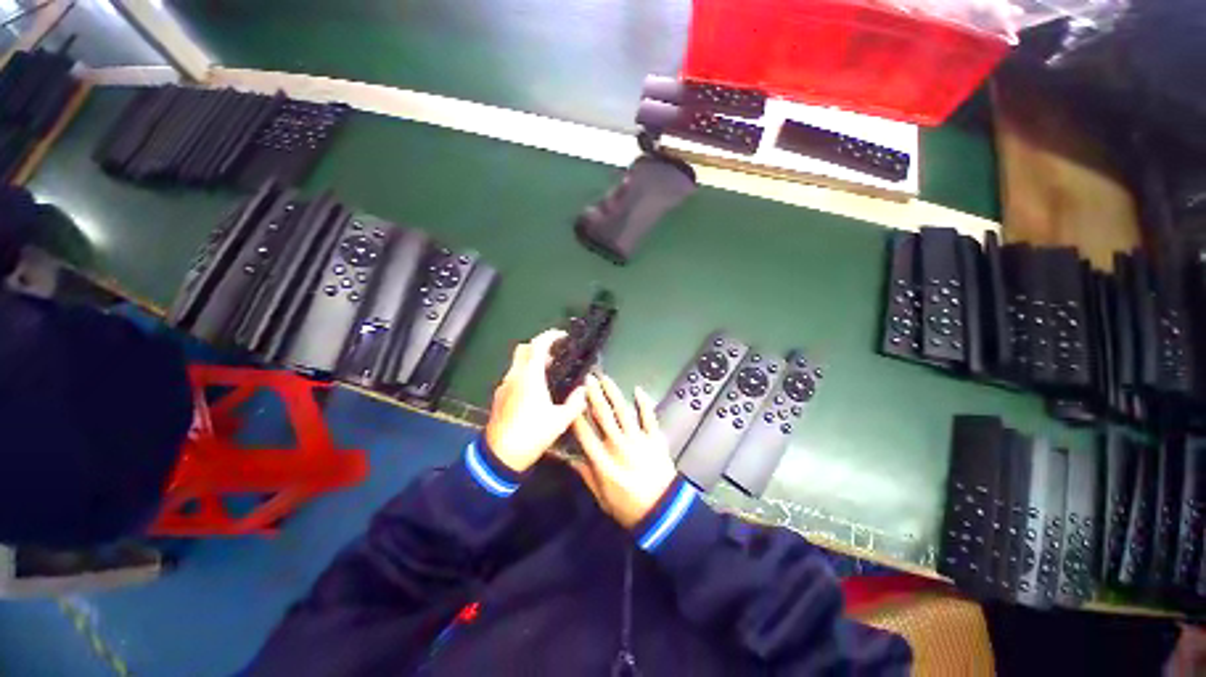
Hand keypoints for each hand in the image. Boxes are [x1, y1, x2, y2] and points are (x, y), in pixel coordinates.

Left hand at [484, 329, 586, 472]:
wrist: (500, 456)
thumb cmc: (532, 434)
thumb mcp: (560, 420)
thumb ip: (575, 403)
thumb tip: (584, 390)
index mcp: (530, 377)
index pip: (538, 346)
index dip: (550, 336)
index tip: (562, 336)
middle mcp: (515, 376)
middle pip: (524, 349)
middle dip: (539, 346)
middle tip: (555, 354)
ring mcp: (505, 385)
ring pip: (517, 362)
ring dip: (532, 360)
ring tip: (549, 371)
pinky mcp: (500, 396)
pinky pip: (513, 375)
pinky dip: (525, 373)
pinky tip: (535, 389)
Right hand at [570, 373, 677, 528]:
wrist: (662, 511)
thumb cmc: (628, 507)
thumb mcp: (601, 497)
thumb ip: (586, 475)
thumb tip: (569, 460)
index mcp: (602, 460)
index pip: (585, 432)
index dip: (577, 414)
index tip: (572, 398)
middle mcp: (618, 445)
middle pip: (603, 415)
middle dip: (594, 395)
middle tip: (589, 379)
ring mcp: (638, 440)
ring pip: (623, 411)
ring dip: (613, 393)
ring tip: (605, 379)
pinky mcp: (654, 439)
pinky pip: (649, 417)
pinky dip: (644, 402)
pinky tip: (638, 389)